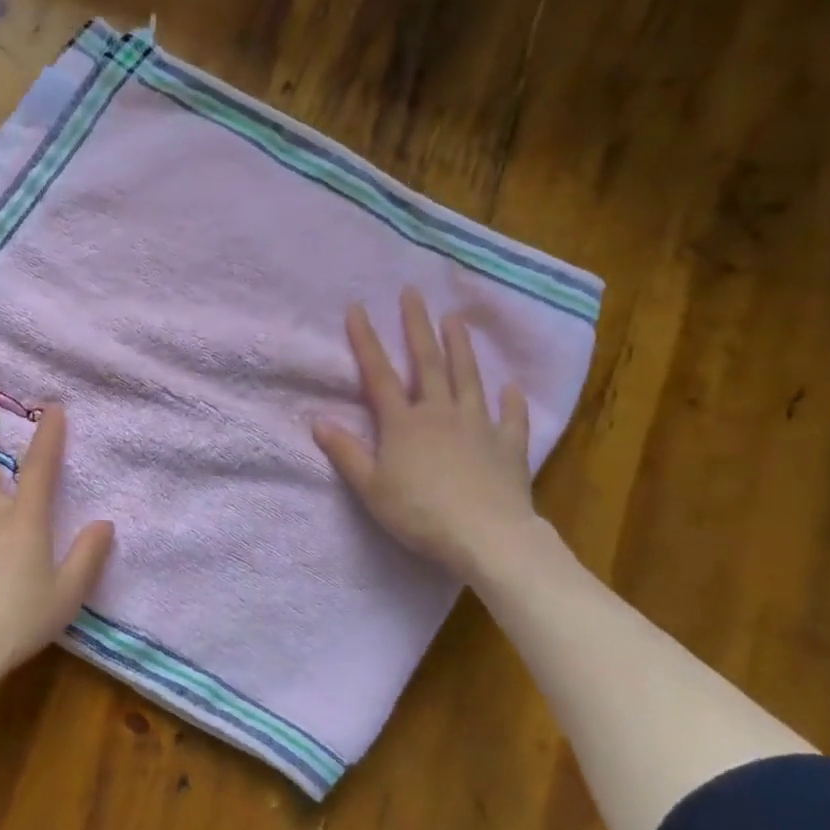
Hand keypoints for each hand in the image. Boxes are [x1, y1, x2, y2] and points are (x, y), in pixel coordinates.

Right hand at [312, 288, 545, 583]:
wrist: (486, 536)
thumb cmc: (420, 514)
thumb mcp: (371, 488)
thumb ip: (346, 453)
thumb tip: (318, 421)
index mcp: (403, 423)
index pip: (379, 375)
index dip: (366, 341)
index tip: (358, 308)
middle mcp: (440, 413)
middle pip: (427, 363)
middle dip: (417, 326)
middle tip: (413, 293)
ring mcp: (478, 426)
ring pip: (468, 378)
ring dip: (461, 348)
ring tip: (456, 319)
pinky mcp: (508, 446)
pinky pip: (510, 418)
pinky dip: (511, 402)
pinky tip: (511, 388)